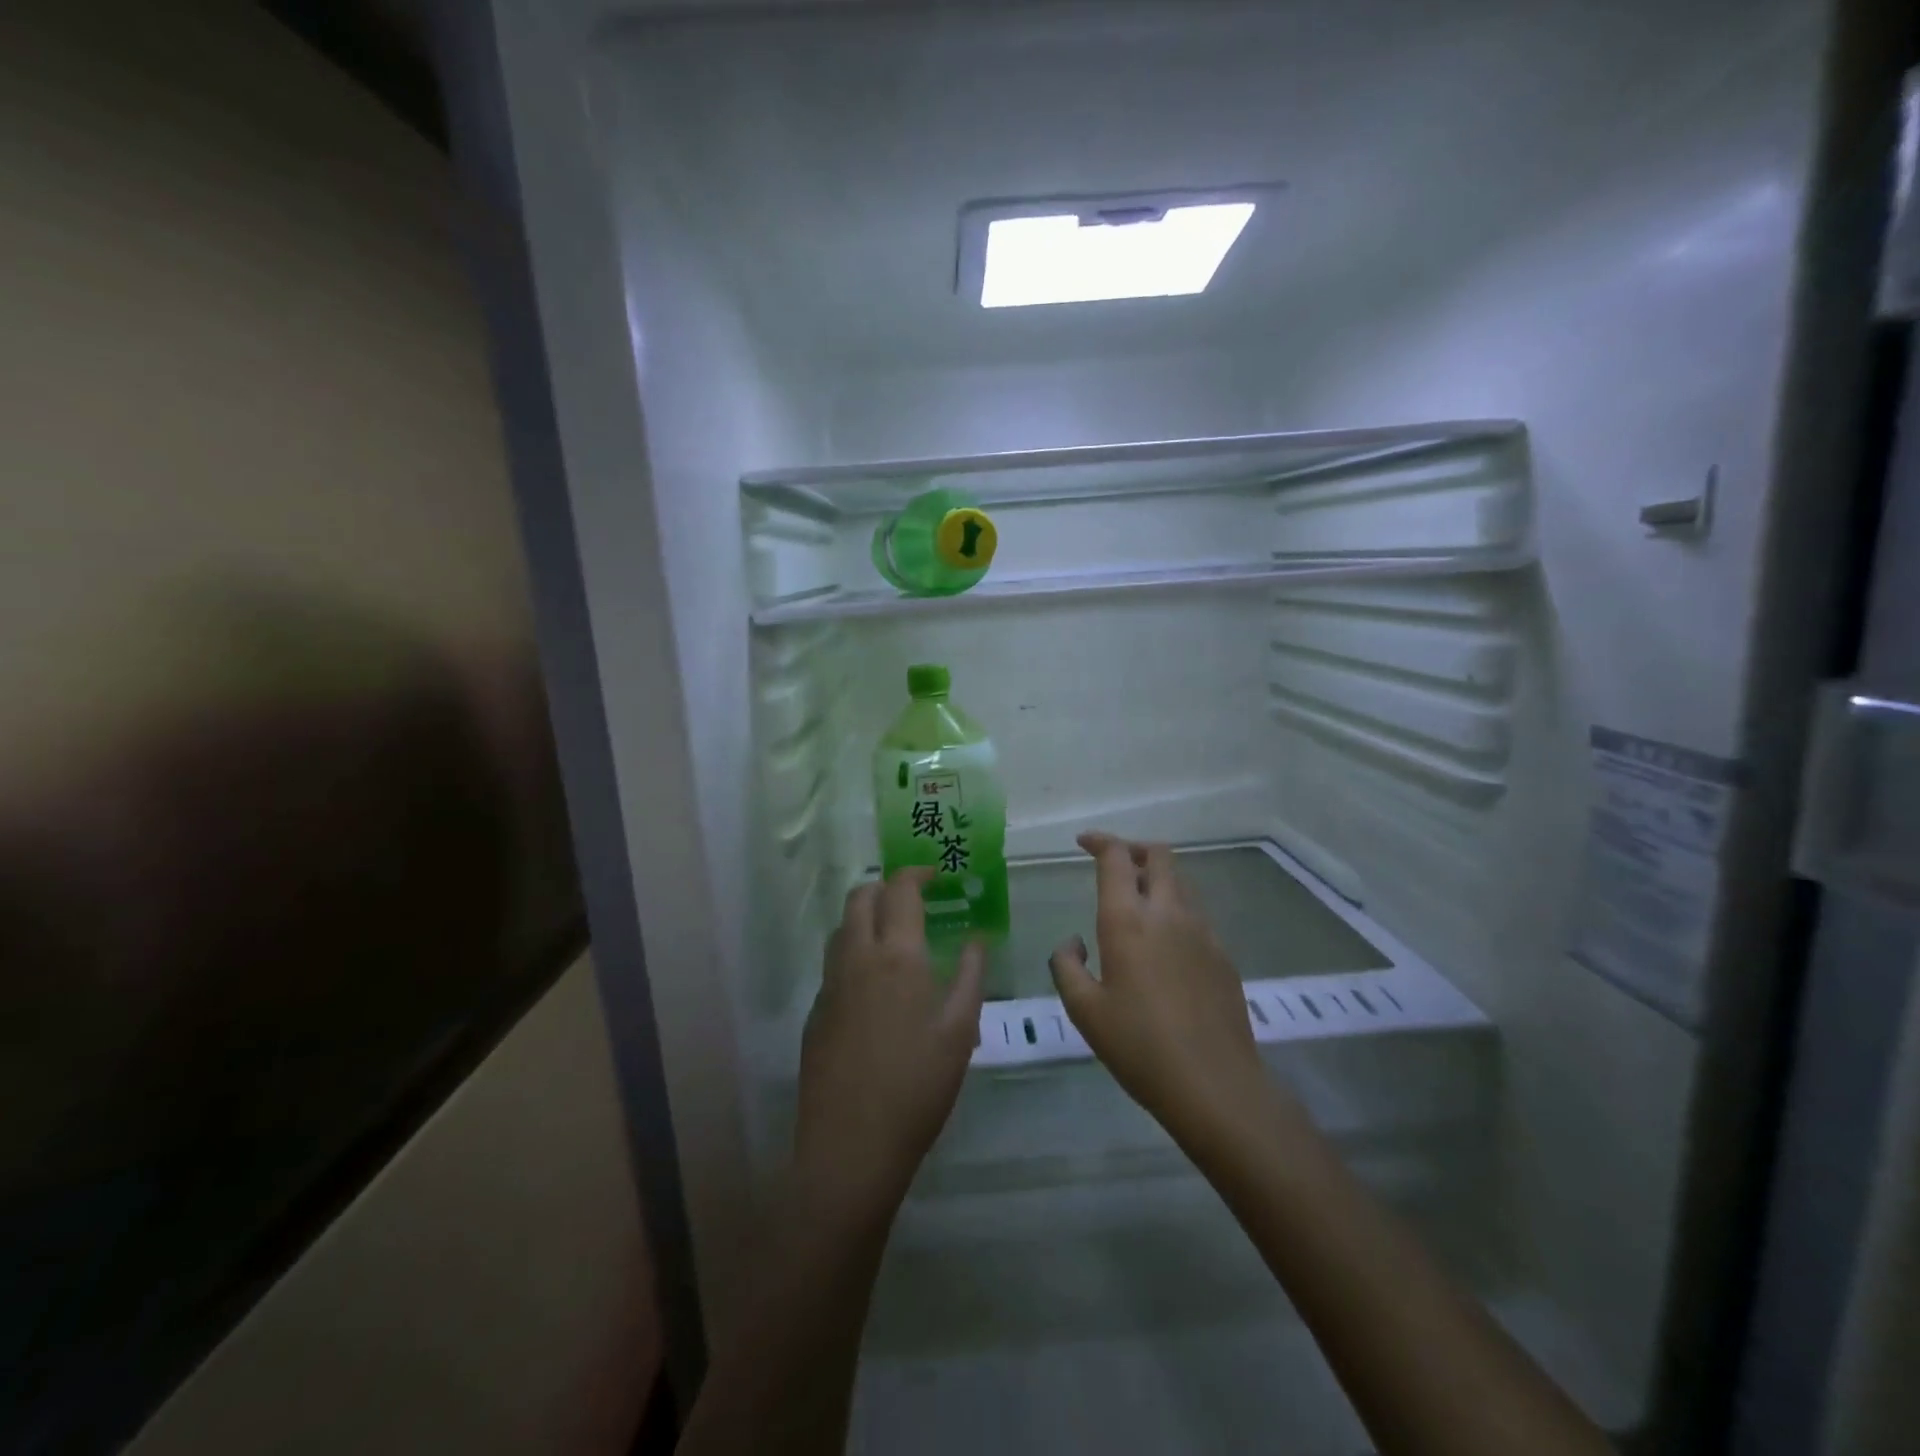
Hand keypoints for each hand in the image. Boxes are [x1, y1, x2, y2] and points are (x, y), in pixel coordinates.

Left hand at [793, 868, 984, 1225]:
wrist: (850, 1145)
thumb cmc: (918, 1087)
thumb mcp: (960, 1031)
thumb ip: (969, 976)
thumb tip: (976, 938)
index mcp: (897, 956)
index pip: (900, 890)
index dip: (917, 873)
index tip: (935, 875)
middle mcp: (857, 958)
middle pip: (860, 897)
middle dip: (886, 886)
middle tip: (913, 899)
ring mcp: (830, 985)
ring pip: (842, 927)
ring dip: (865, 915)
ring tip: (895, 936)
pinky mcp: (816, 1012)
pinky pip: (834, 962)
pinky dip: (854, 951)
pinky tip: (875, 984)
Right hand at [1049, 833, 1273, 1137]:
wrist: (1215, 1084)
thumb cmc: (1139, 1046)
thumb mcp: (1085, 1010)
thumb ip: (1067, 965)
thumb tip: (1074, 941)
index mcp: (1128, 920)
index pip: (1117, 857)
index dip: (1100, 841)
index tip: (1083, 842)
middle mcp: (1168, 913)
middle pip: (1159, 855)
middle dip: (1133, 849)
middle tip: (1114, 864)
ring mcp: (1202, 931)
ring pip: (1181, 882)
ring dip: (1157, 878)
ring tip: (1136, 903)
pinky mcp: (1223, 954)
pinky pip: (1196, 913)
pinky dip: (1175, 908)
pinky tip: (1163, 944)